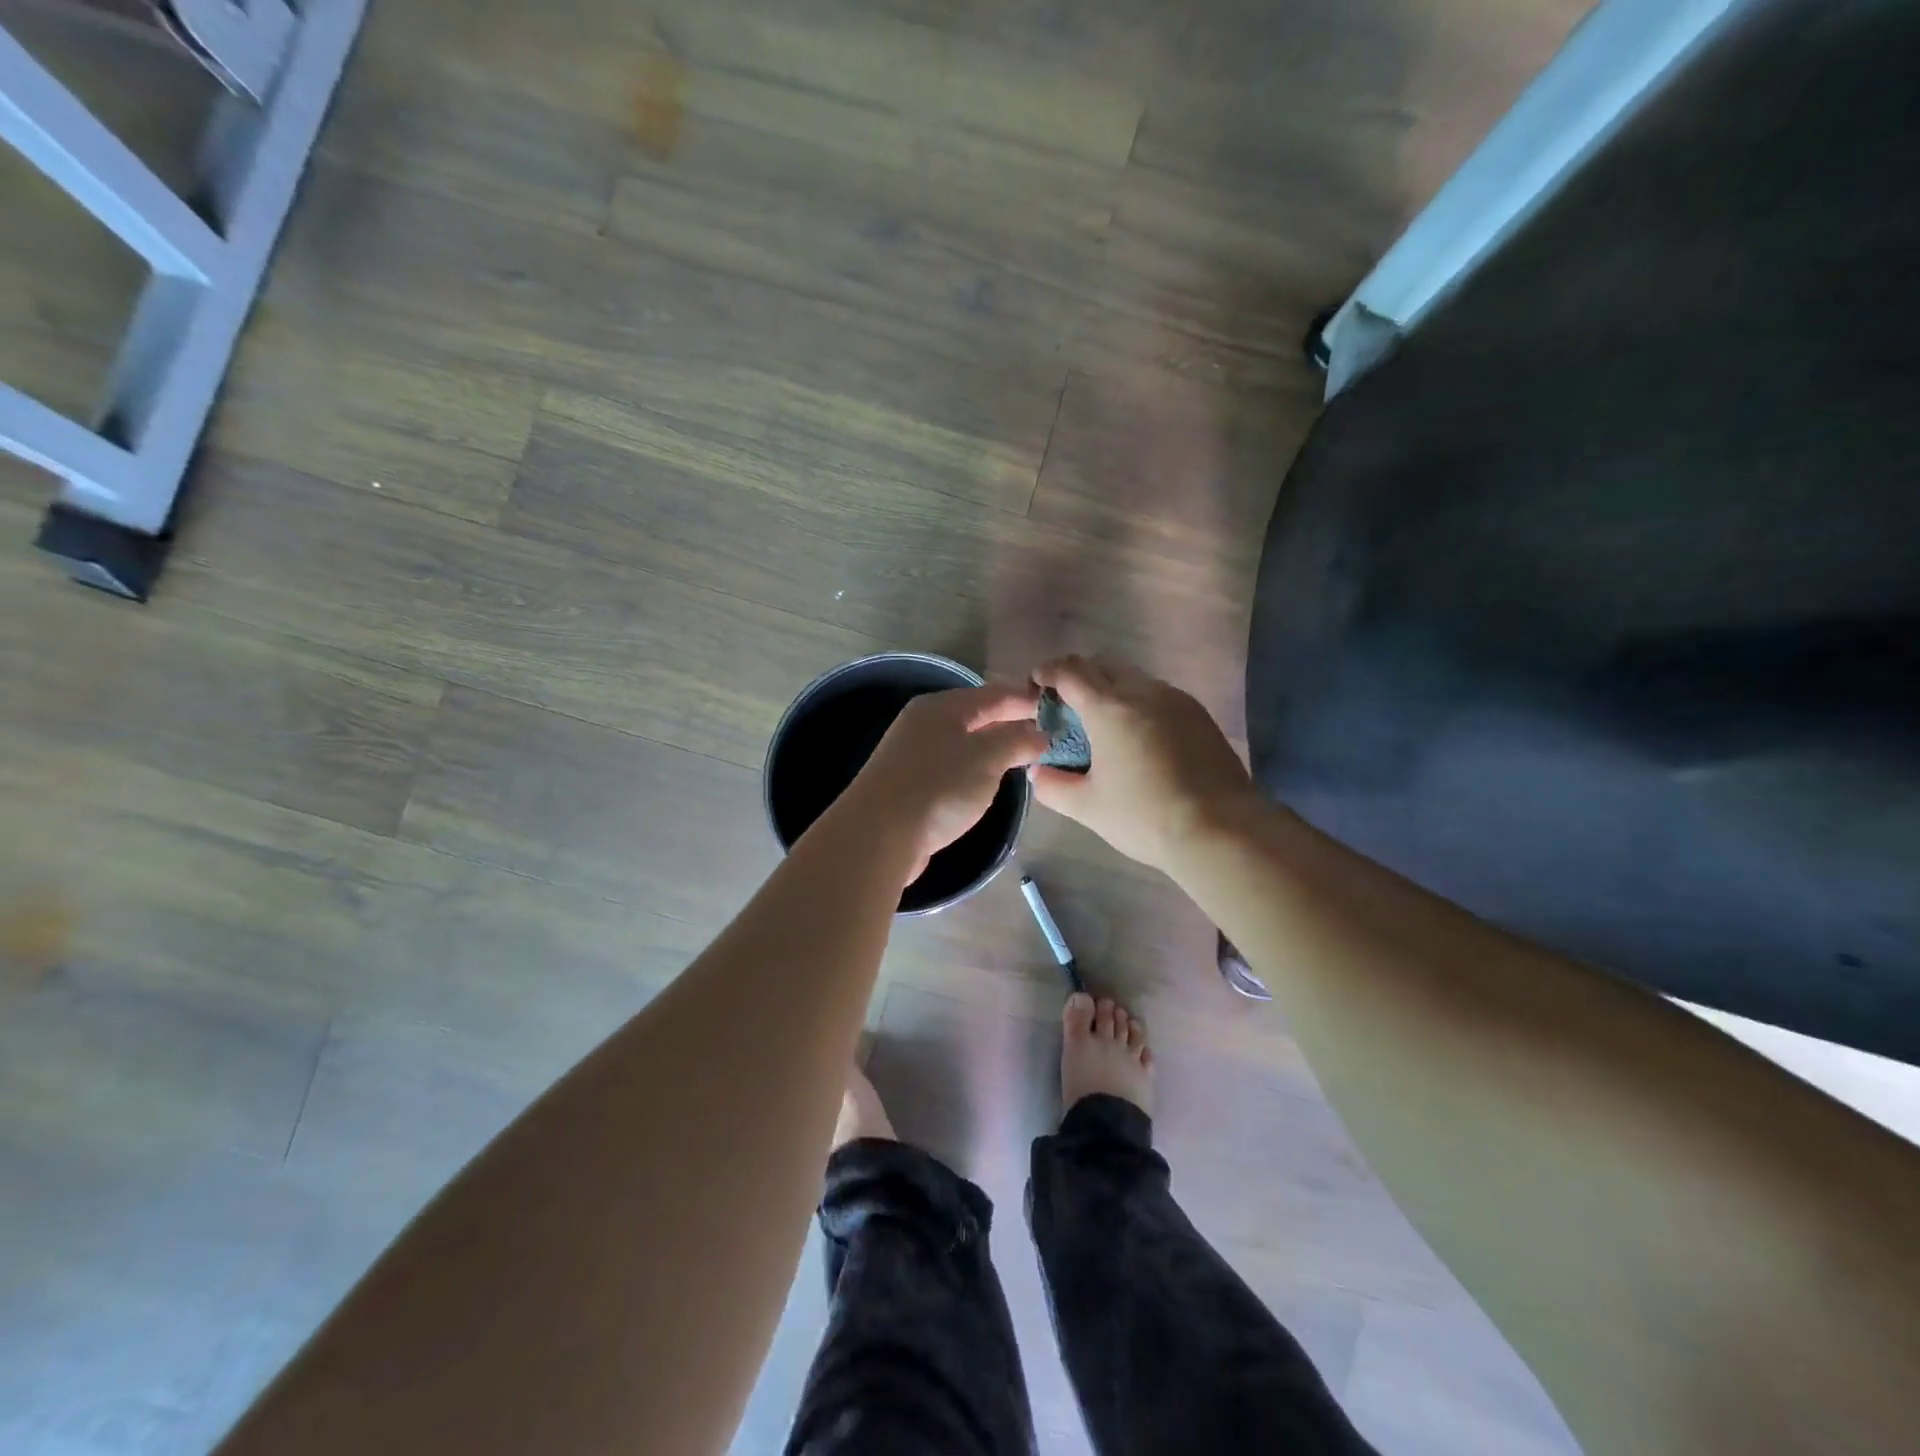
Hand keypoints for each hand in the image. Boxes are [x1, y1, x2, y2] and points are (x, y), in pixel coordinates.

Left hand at [842, 682, 1051, 877]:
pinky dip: (973, 768)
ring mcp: (912, 753)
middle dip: (1009, 723)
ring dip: (992, 747)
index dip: (1025, 700)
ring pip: (963, 741)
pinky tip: (985, 782)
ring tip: (1021, 758)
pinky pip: (951, 765)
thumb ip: (1016, 740)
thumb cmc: (939, 787)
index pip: (993, 694)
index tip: (1056, 710)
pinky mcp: (908, 782)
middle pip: (976, 716)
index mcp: (942, 706)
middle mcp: (924, 722)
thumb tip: (1040, 734)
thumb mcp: (987, 758)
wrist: (879, 834)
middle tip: (1044, 736)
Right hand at [1029, 656, 1257, 873]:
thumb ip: (1053, 786)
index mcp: (1109, 707)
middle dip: (1079, 677)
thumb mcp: (1088, 807)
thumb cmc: (1145, 816)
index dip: (1048, 672)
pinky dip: (1139, 705)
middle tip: (1066, 706)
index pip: (1070, 671)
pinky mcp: (1200, 715)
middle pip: (1103, 665)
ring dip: (1111, 690)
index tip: (1036, 684)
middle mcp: (1143, 692)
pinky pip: (1159, 696)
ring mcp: (1177, 700)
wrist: (1222, 829)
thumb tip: (1038, 772)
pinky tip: (1138, 738)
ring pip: (1134, 679)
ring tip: (1103, 724)